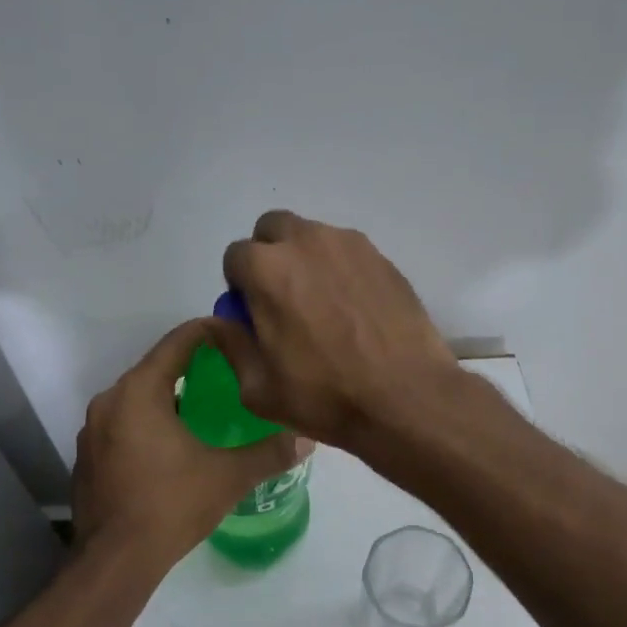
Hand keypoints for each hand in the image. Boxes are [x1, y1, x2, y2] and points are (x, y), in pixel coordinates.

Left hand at [72, 319, 301, 568]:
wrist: (114, 561)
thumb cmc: (170, 505)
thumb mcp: (228, 476)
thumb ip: (269, 453)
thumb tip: (307, 438)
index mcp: (139, 391)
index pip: (178, 342)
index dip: (210, 332)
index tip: (238, 336)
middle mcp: (110, 400)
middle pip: (156, 367)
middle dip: (193, 367)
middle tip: (231, 375)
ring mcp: (92, 429)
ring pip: (138, 397)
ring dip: (170, 398)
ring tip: (207, 410)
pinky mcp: (88, 456)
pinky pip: (123, 423)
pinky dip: (149, 423)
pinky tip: (173, 446)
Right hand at [214, 211, 463, 448]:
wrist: (406, 397)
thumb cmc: (324, 396)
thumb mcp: (258, 388)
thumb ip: (231, 345)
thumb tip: (221, 322)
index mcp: (267, 269)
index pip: (235, 256)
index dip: (239, 286)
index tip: (253, 314)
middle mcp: (306, 242)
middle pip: (273, 229)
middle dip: (269, 256)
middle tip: (282, 299)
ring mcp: (350, 245)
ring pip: (313, 237)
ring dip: (306, 260)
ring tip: (323, 306)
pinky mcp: (383, 258)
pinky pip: (348, 253)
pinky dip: (341, 271)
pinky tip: (354, 310)